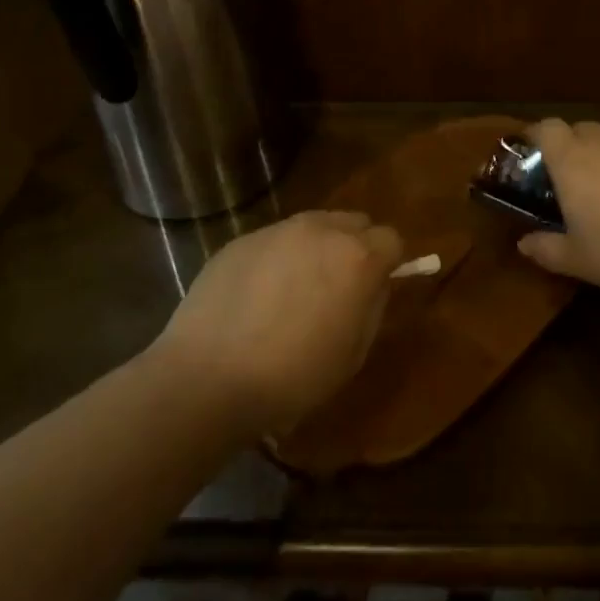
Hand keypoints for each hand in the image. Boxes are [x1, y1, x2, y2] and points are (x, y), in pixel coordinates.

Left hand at [160, 211, 403, 431]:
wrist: (207, 379)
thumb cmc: (293, 376)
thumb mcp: (354, 353)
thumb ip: (373, 306)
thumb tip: (374, 284)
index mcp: (357, 257)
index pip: (391, 239)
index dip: (388, 263)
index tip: (374, 288)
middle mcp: (321, 230)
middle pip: (354, 222)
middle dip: (355, 247)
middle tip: (338, 286)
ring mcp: (277, 230)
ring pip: (313, 225)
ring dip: (316, 248)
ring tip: (295, 290)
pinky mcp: (241, 240)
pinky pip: (274, 240)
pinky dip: (278, 259)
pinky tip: (257, 296)